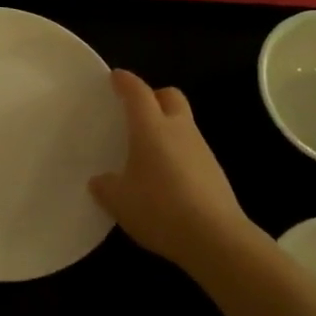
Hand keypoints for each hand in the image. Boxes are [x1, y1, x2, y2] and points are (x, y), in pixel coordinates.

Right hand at [89, 70, 258, 269]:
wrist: (215, 238)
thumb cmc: (159, 209)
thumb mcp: (119, 201)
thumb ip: (105, 186)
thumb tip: (100, 180)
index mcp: (151, 128)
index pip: (138, 92)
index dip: (125, 81)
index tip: (115, 77)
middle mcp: (179, 130)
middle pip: (170, 96)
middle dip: (153, 96)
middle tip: (136, 111)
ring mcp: (201, 149)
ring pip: (183, 123)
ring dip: (166, 127)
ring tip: (146, 151)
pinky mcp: (214, 171)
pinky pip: (191, 149)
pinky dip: (176, 152)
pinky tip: (164, 178)